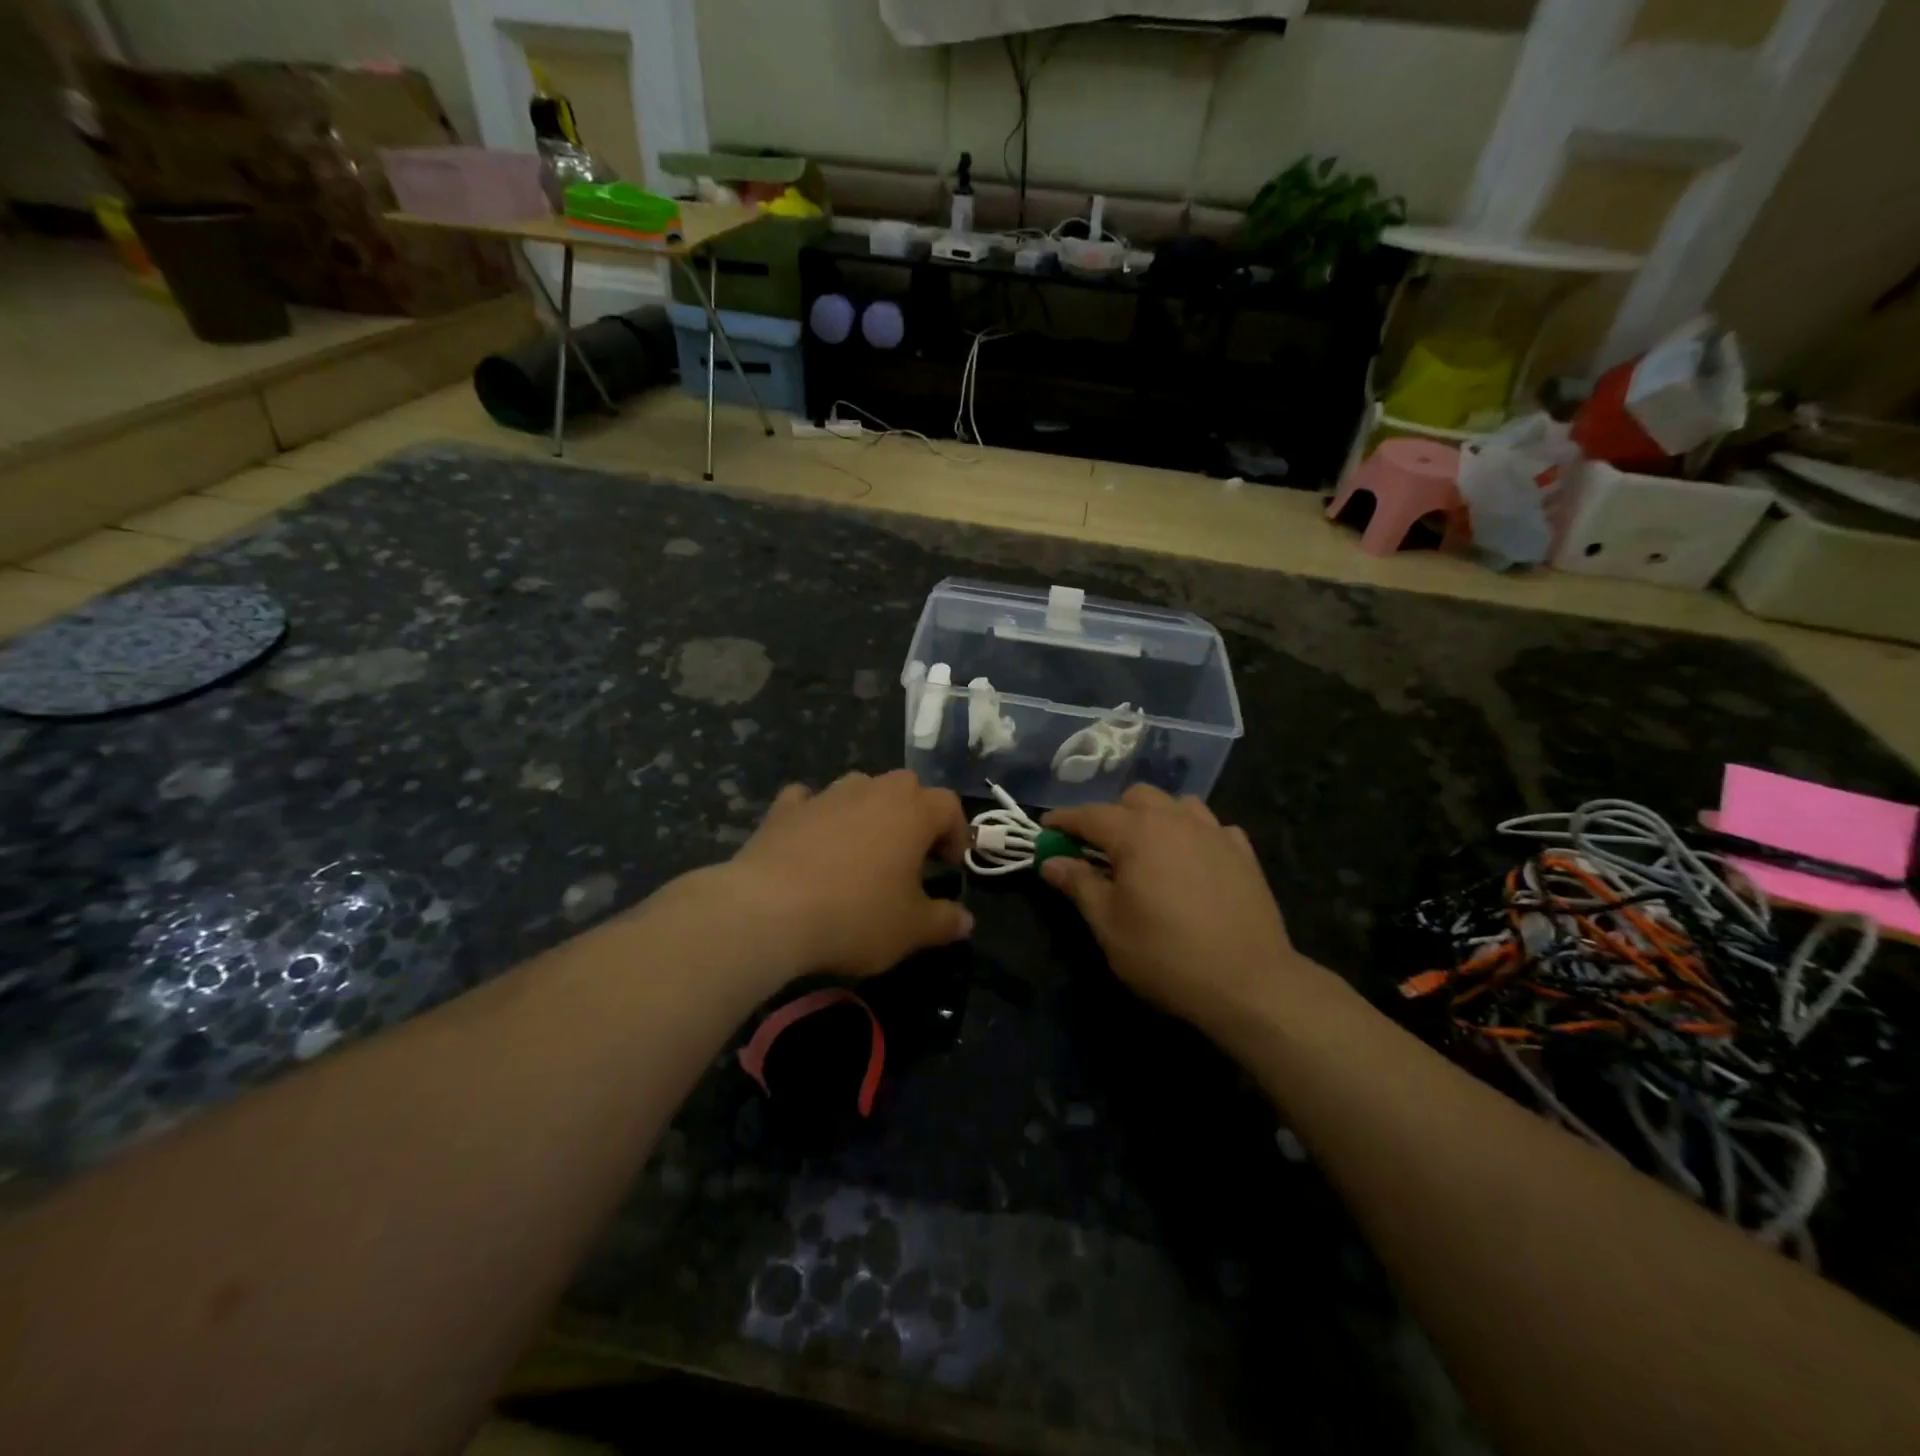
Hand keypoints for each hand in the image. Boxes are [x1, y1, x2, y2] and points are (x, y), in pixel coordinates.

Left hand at [727, 770, 972, 977]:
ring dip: (868, 809)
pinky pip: (808, 800)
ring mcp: (825, 796)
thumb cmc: (855, 916)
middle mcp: (872, 791)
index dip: (956, 832)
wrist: (769, 912)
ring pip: (858, 786)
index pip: (948, 804)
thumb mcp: (911, 930)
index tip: (949, 866)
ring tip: (863, 848)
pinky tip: (811, 838)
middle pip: (906, 785)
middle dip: (914, 813)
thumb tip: (966, 921)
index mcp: (911, 812)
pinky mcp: (784, 810)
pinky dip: (816, 813)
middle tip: (911, 854)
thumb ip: (944, 921)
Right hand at [1041, 785, 1317, 1032]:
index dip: (1063, 821)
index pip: (1089, 815)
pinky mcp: (1243, 852)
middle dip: (1111, 815)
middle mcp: (1175, 820)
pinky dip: (1193, 836)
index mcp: (1136, 833)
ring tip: (1148, 850)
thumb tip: (1051, 861)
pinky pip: (1212, 827)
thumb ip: (1078, 885)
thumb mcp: (1109, 925)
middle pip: (1135, 798)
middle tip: (1099, 849)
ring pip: (1176, 805)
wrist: (1249, 982)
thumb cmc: (1166, 955)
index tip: (1045, 830)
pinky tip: (1192, 862)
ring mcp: (1214, 832)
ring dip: (1155, 818)